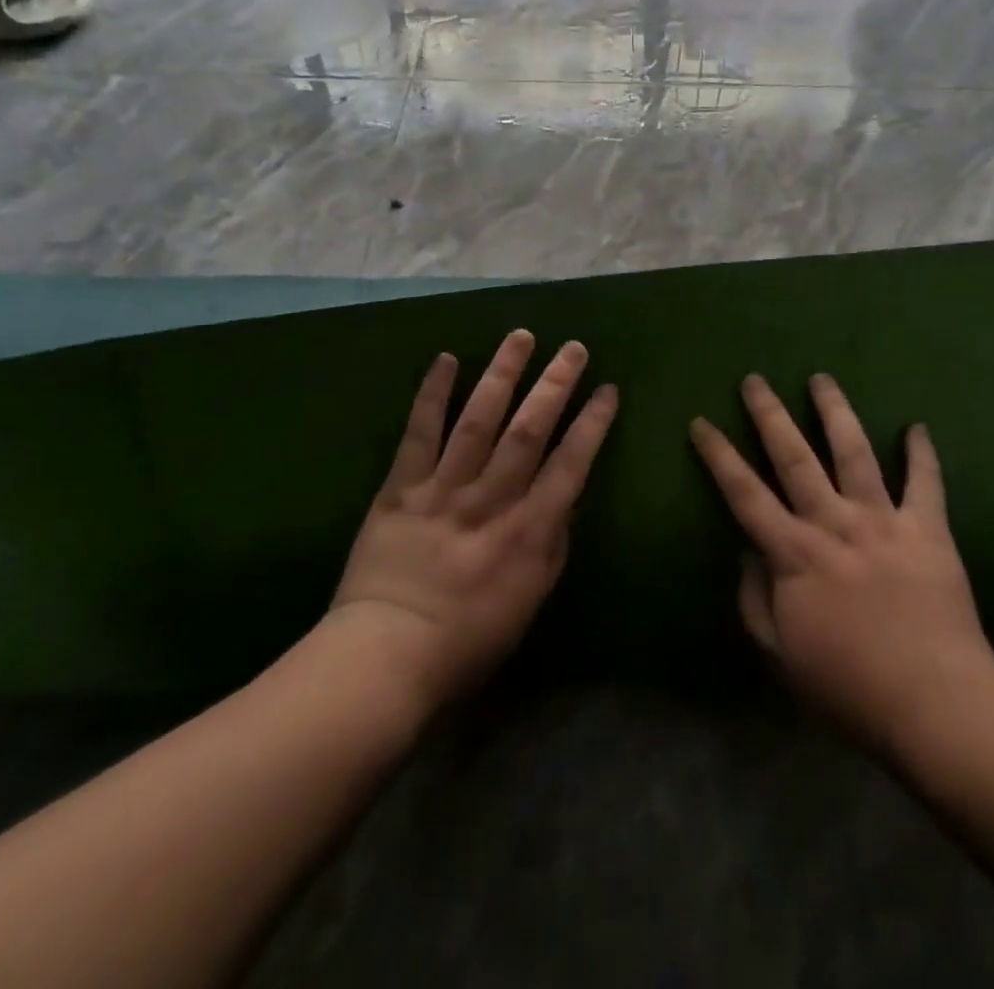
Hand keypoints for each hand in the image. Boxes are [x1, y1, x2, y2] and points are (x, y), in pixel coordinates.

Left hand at [327, 330, 617, 715]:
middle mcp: (491, 499)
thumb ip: (553, 543)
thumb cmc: (469, 637)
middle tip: (573, 348)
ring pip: (479, 419)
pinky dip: (432, 394)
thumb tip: (566, 497)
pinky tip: (446, 359)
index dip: (593, 423)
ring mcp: (444, 488)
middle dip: (555, 384)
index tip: (608, 390)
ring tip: (521, 337)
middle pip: (529, 429)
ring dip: (503, 374)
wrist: (385, 655)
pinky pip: (419, 432)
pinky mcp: (402, 487)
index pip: (571, 463)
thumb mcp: (531, 599)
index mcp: (528, 530)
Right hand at [690, 373, 993, 754]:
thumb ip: (755, 599)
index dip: (719, 455)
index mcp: (794, 554)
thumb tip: (747, 552)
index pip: (745, 493)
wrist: (935, 705)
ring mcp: (883, 521)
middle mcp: (834, 524)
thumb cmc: (848, 687)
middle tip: (755, 379)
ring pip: (855, 452)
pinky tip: (917, 426)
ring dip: (835, 412)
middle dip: (770, 414)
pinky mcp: (928, 530)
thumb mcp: (780, 654)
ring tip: (821, 378)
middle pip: (794, 457)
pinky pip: (926, 483)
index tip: (701, 422)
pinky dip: (922, 453)